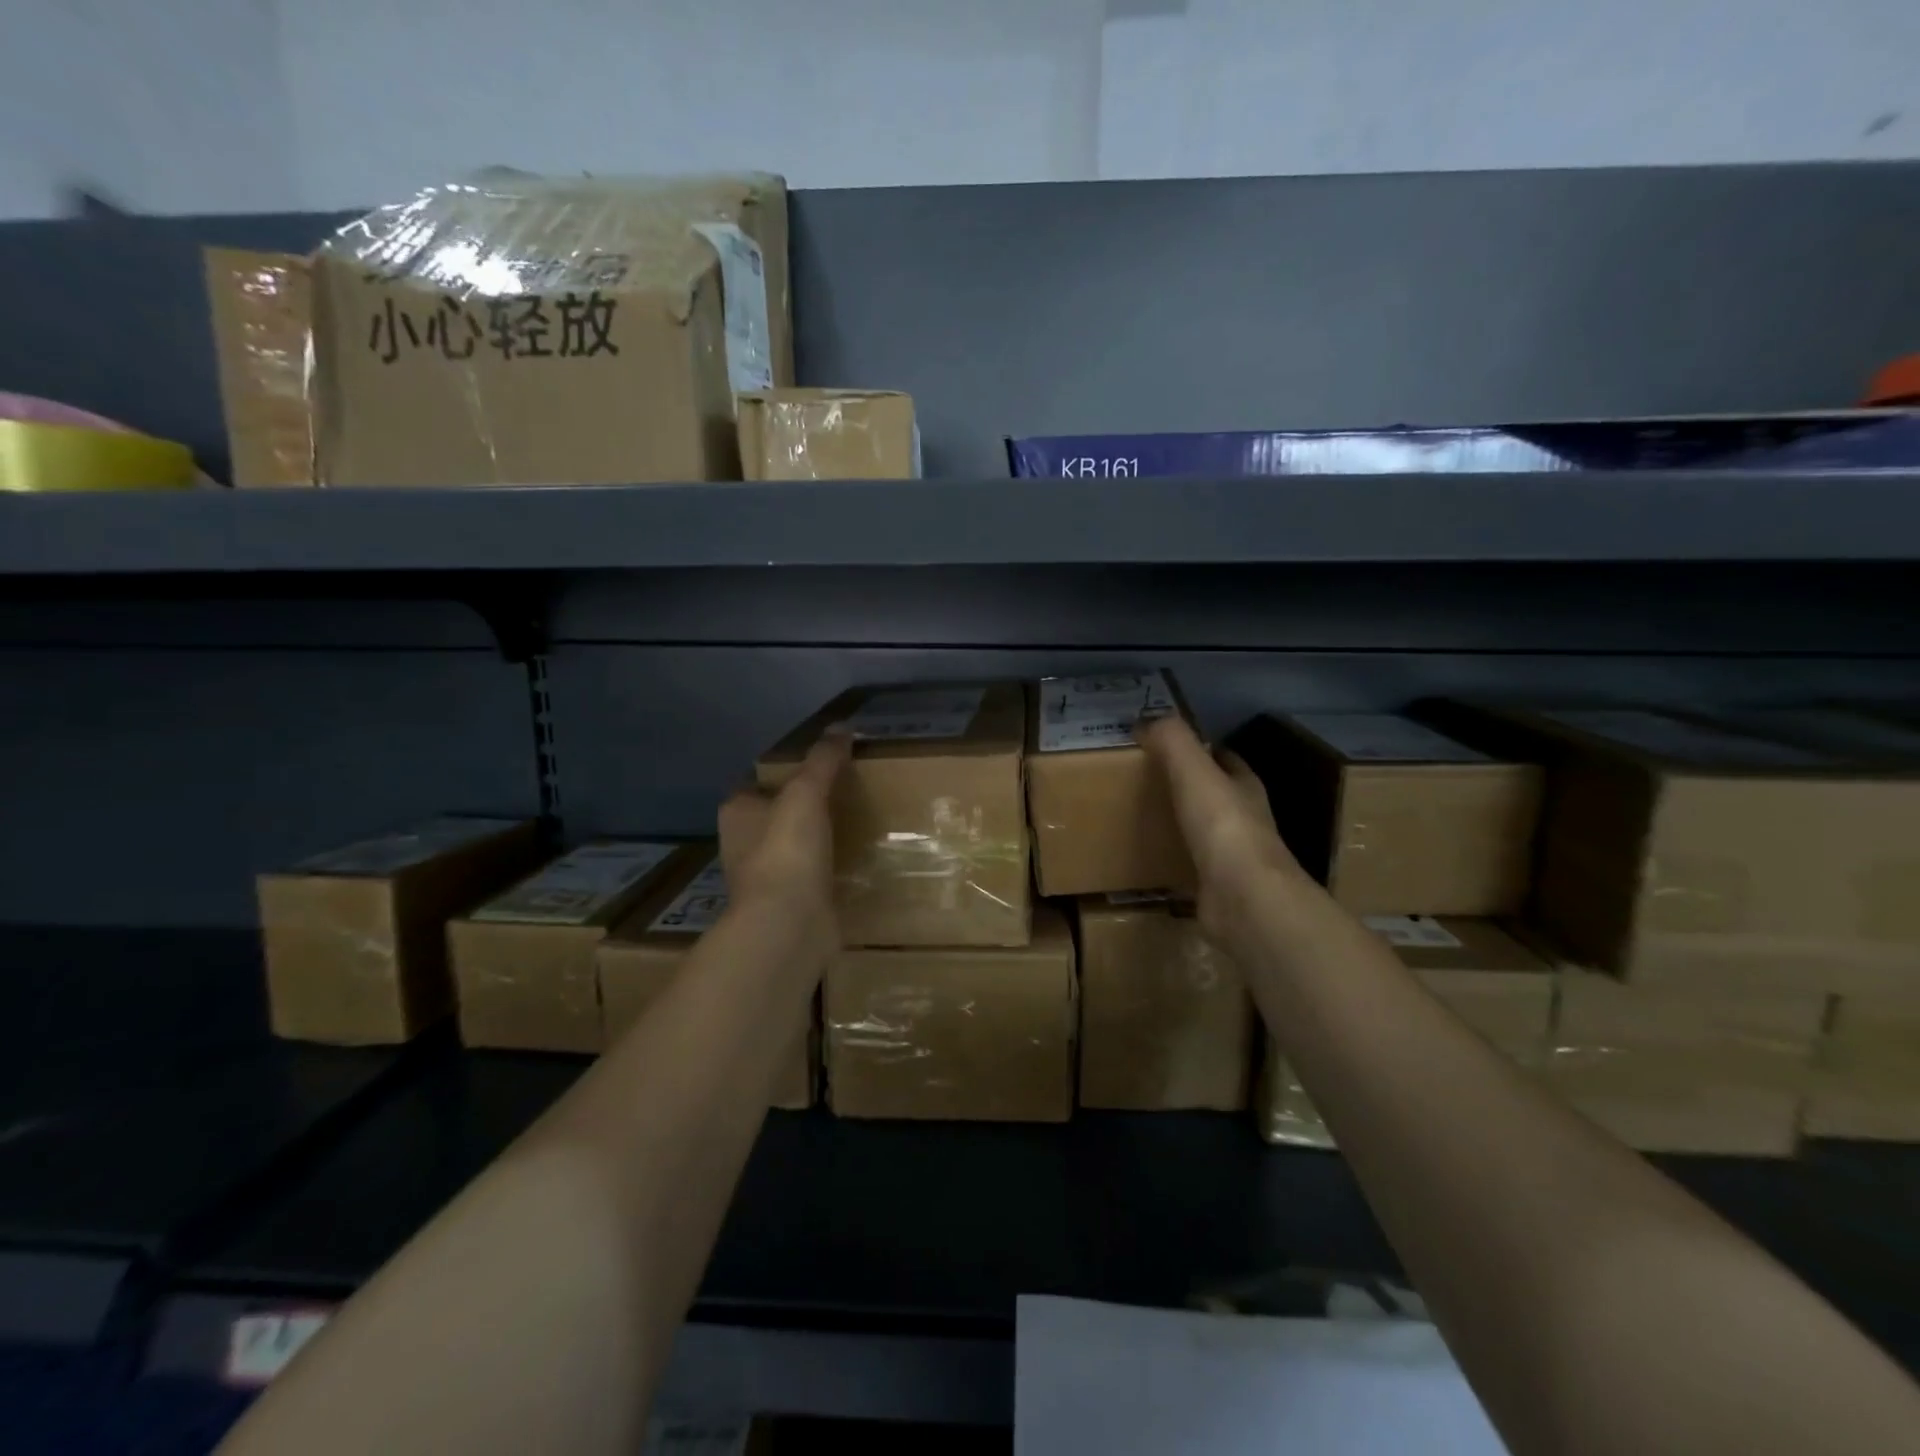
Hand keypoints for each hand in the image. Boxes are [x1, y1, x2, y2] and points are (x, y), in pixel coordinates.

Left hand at [718, 732, 849, 928]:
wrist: (789, 924)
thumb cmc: (787, 850)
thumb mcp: (807, 792)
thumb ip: (823, 760)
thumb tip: (842, 725)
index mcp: (737, 812)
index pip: (755, 783)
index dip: (781, 773)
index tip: (816, 767)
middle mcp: (743, 844)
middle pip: (773, 816)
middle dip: (800, 808)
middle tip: (841, 792)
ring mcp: (764, 878)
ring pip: (791, 848)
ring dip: (813, 840)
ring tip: (853, 823)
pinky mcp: (788, 904)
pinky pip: (809, 876)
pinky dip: (826, 869)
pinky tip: (852, 860)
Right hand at [1139, 715, 1310, 950]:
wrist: (1242, 898)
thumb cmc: (1222, 826)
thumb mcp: (1193, 770)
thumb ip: (1172, 740)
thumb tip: (1146, 721)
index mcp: (1245, 786)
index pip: (1225, 759)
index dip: (1201, 749)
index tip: (1166, 747)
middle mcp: (1246, 819)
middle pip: (1216, 795)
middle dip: (1189, 787)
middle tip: (1146, 781)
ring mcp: (1235, 857)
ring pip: (1206, 832)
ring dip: (1182, 825)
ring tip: (1142, 818)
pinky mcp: (1219, 888)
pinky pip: (1192, 868)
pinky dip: (1174, 862)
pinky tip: (1149, 861)